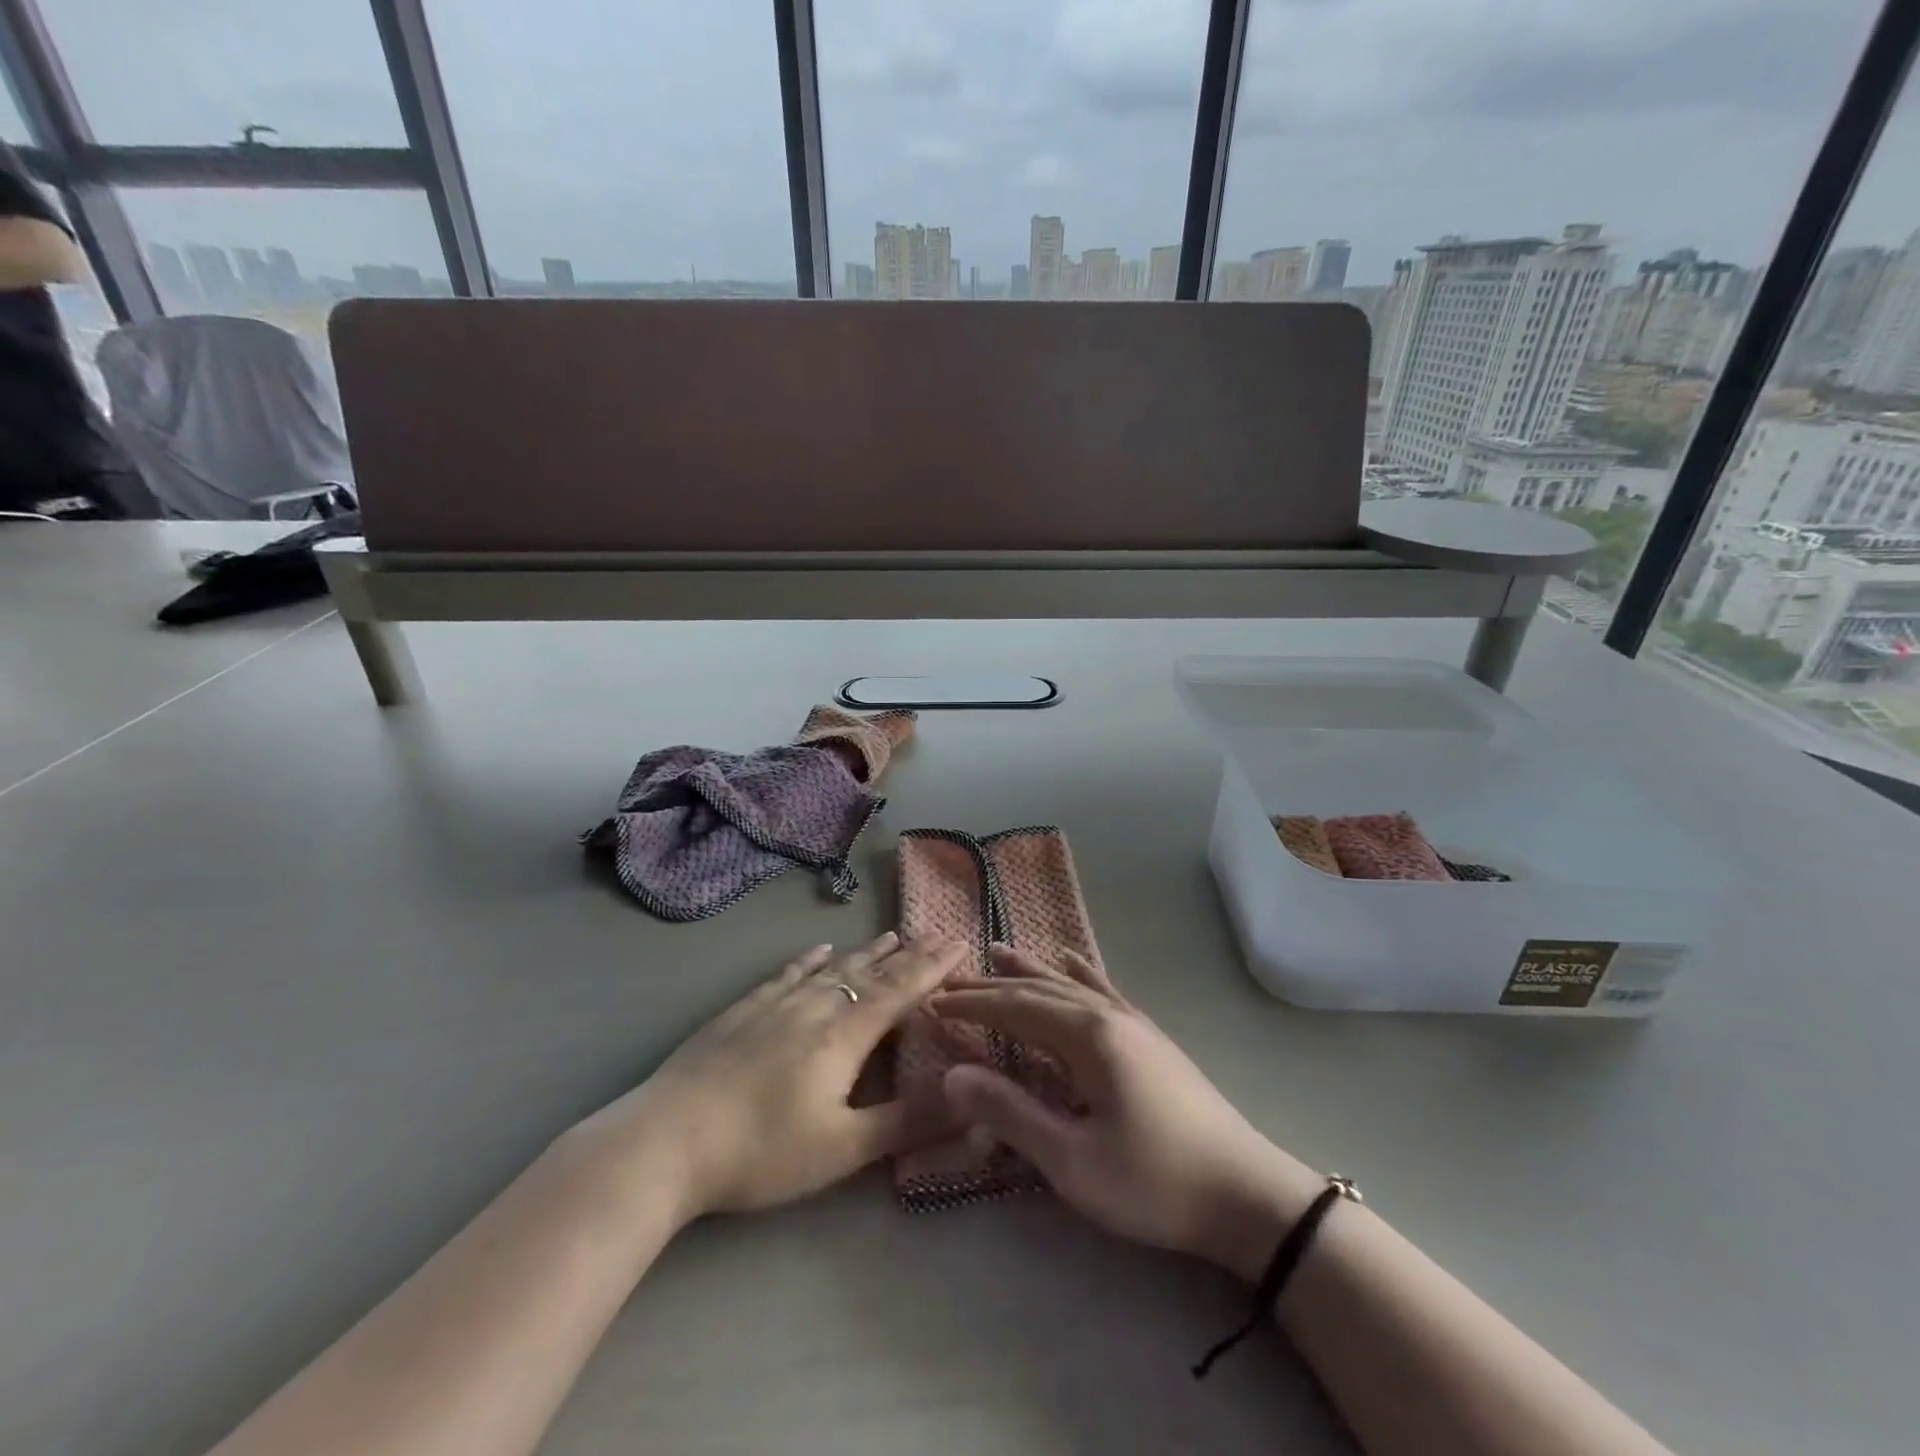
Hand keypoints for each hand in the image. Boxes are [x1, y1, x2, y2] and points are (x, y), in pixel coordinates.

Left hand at [568, 933, 965, 1224]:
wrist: (667, 1139)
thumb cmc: (761, 1151)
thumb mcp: (841, 1149)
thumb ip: (905, 1123)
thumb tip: (969, 1104)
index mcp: (843, 1036)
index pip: (899, 992)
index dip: (932, 968)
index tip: (960, 943)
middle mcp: (815, 1007)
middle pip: (870, 973)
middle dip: (907, 955)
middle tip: (934, 933)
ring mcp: (775, 1005)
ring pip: (832, 969)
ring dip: (866, 953)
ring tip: (892, 935)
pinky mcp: (743, 1011)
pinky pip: (788, 974)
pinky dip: (810, 960)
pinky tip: (820, 950)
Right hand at [933, 947, 1323, 1282]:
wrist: (1247, 1195)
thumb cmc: (1154, 1181)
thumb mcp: (1072, 1160)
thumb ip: (1010, 1113)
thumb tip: (952, 1075)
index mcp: (1089, 1036)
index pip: (1015, 1008)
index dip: (972, 1005)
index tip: (932, 1003)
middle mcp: (1109, 1015)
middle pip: (1039, 989)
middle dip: (992, 985)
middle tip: (951, 978)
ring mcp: (1134, 1024)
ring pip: (1071, 984)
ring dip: (1031, 970)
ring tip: (998, 950)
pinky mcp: (1151, 1040)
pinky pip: (1106, 992)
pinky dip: (1082, 973)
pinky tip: (1074, 959)